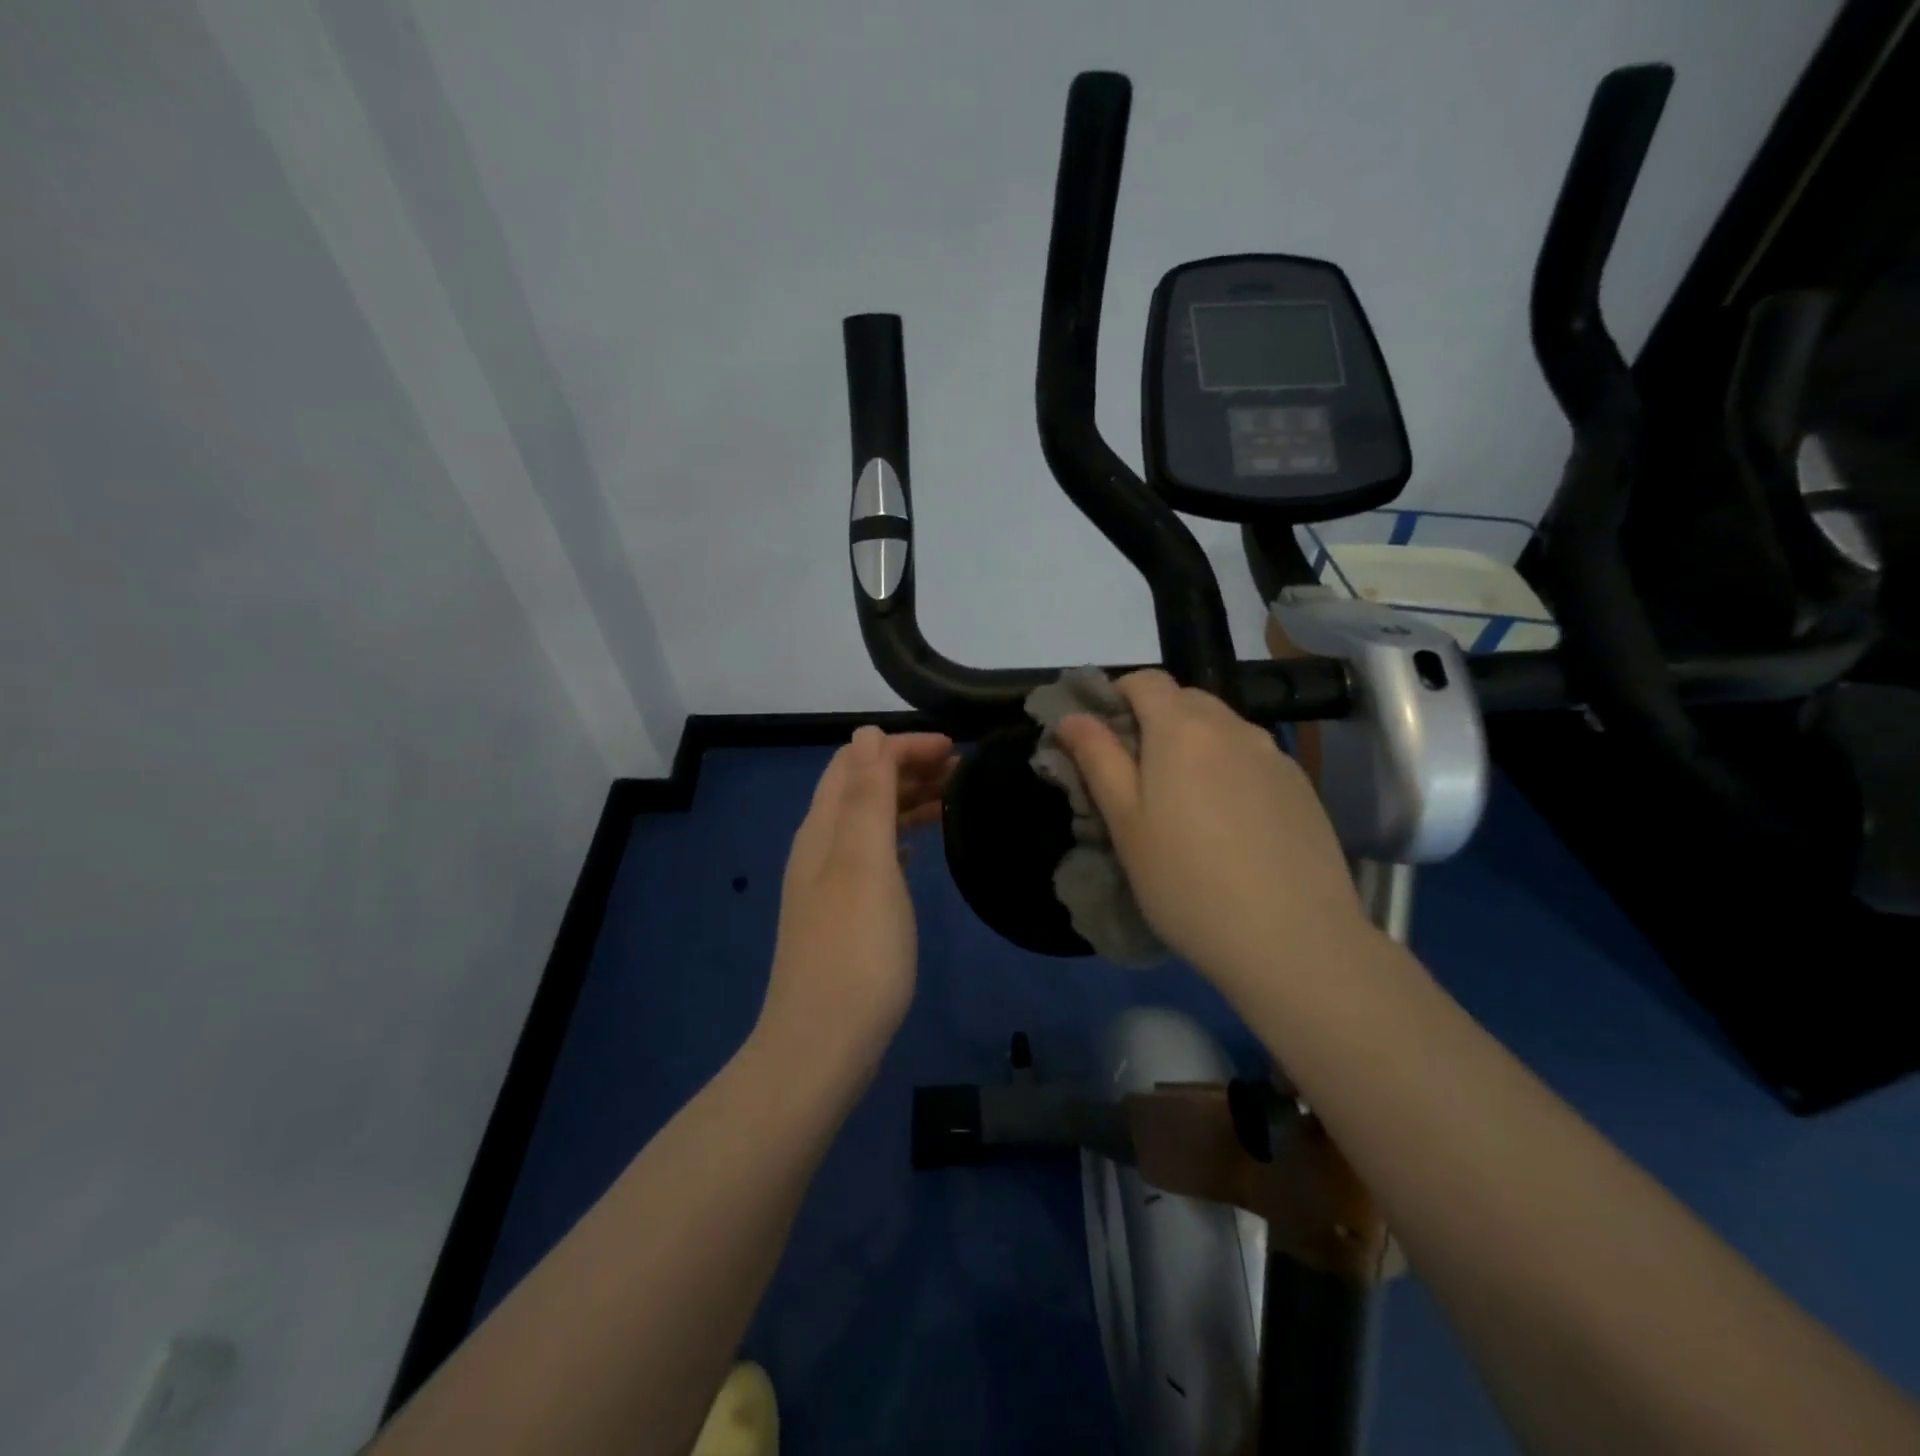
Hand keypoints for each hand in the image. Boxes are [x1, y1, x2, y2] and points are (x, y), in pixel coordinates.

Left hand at [754, 727, 954, 1085]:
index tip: (953, 748)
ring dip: (906, 800)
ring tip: (953, 800)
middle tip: (962, 770)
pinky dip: (899, 837)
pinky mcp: (844, 914)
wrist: (823, 1043)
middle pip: (861, 787)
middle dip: (907, 767)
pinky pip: (873, 855)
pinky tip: (920, 848)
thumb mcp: (865, 863)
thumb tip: (866, 733)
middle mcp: (820, 848)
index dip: (900, 746)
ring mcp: (830, 883)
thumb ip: (866, 796)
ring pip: (869, 821)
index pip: (857, 761)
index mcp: (823, 828)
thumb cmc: (856, 949)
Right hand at [1055, 671, 1362, 988]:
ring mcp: (1275, 756)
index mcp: (1184, 729)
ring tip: (1184, 806)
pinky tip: (1230, 826)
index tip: (1102, 738)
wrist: (1294, 941)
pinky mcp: (1301, 787)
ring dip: (1194, 747)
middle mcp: (1234, 728)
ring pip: (1222, 731)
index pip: (1145, 680)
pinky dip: (1229, 772)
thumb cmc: (1187, 882)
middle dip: (1154, 721)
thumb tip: (1072, 716)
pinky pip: (1253, 759)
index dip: (1117, 696)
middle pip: (1186, 700)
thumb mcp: (1125, 823)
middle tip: (1137, 777)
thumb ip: (1097, 759)